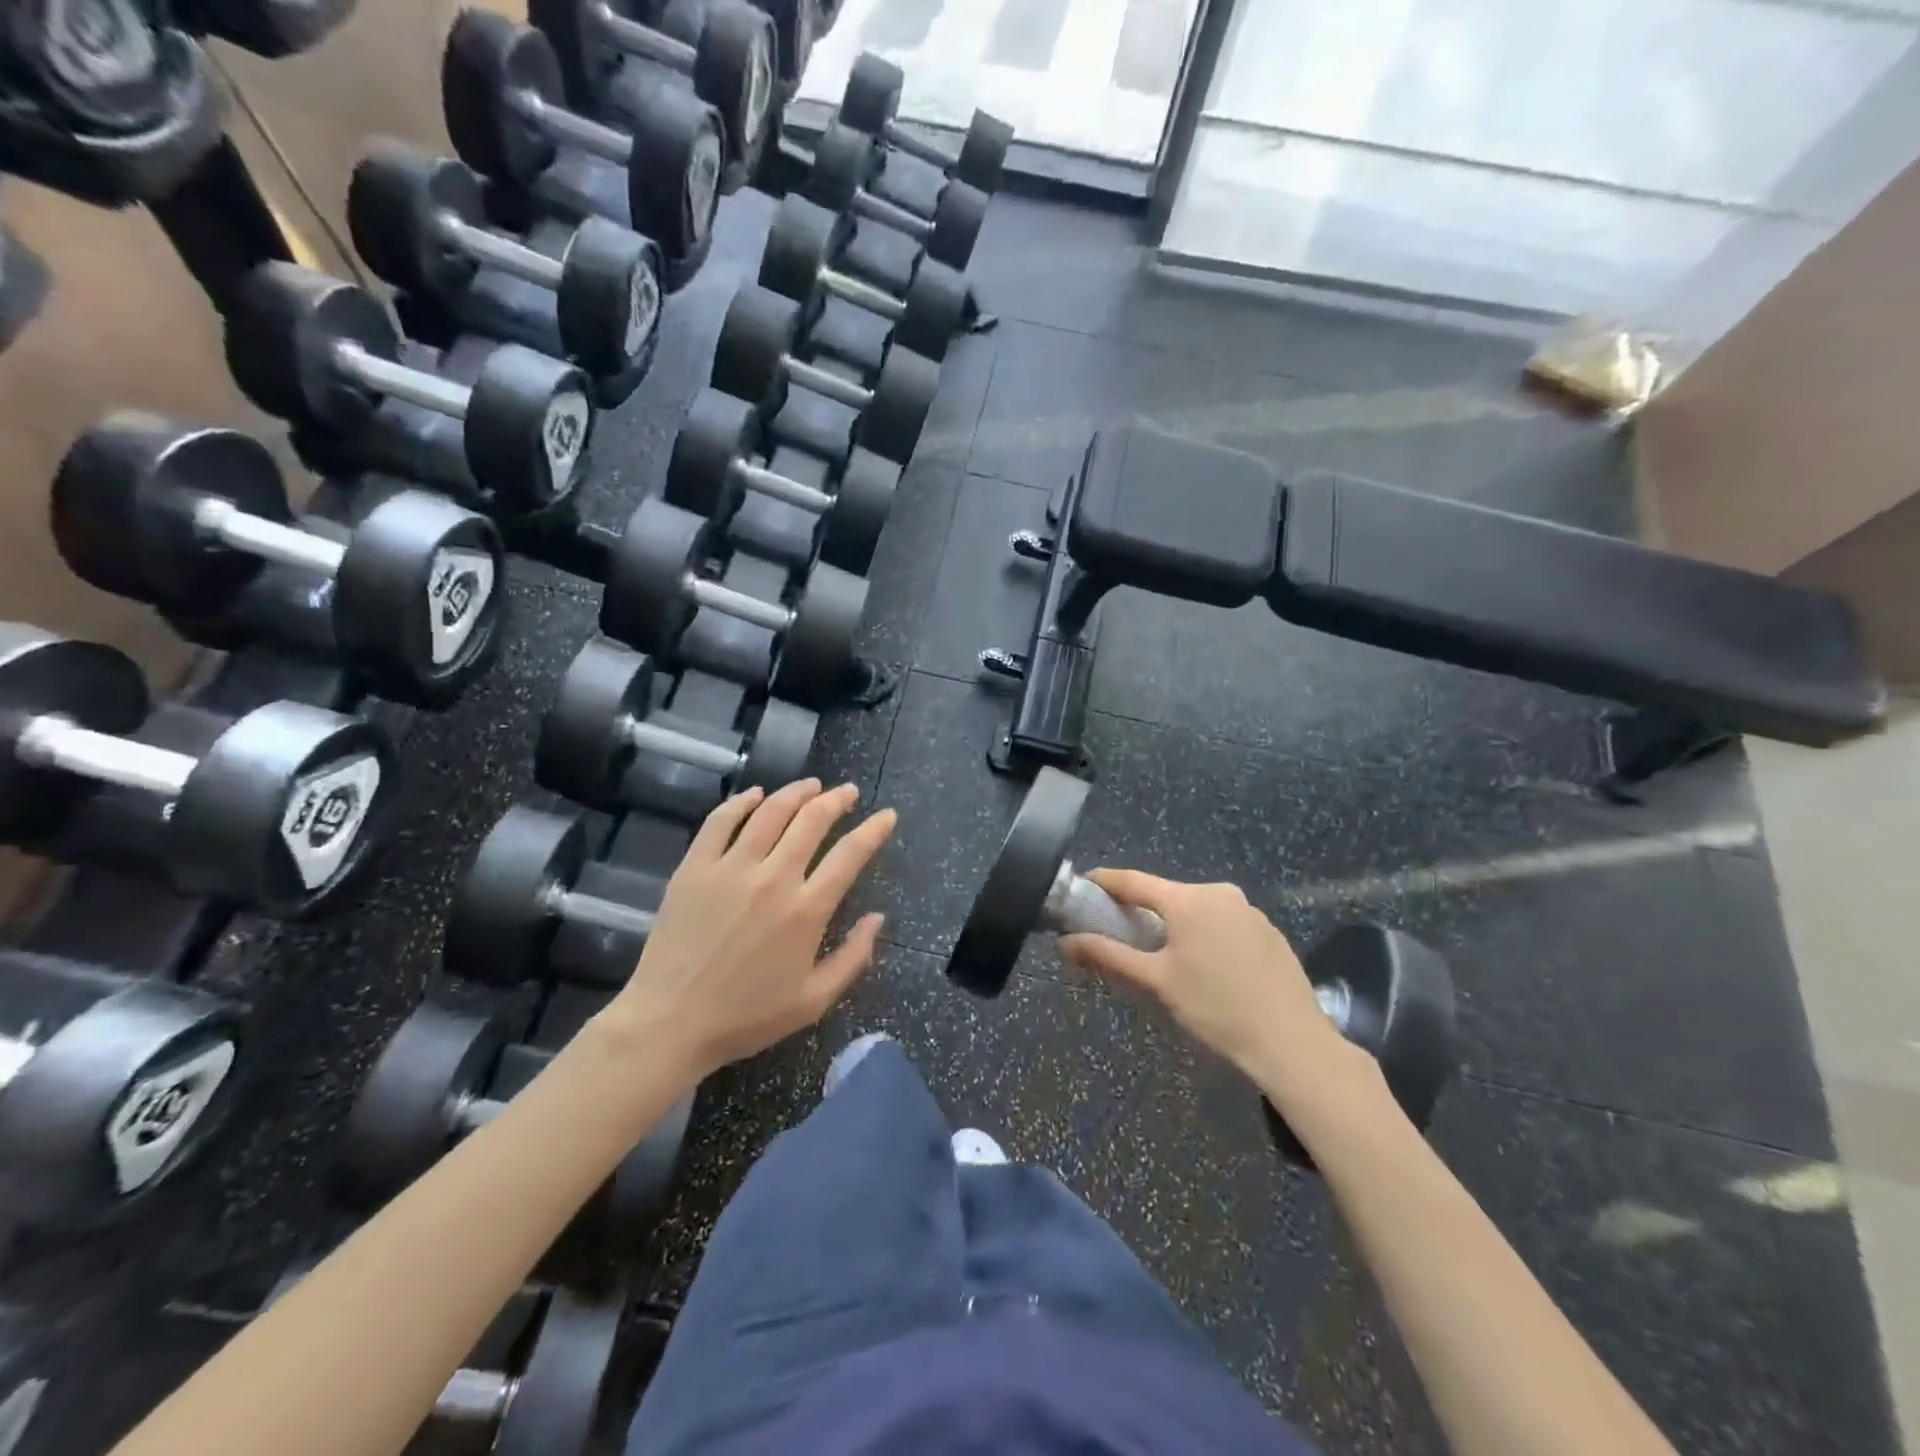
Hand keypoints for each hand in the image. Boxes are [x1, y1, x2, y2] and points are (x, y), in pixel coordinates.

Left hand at [605, 779, 895, 1082]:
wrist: (669, 1024)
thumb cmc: (746, 1017)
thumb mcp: (814, 1001)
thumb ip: (853, 957)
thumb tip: (878, 919)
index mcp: (806, 910)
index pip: (850, 855)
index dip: (874, 830)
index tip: (887, 815)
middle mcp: (773, 878)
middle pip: (812, 821)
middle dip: (836, 800)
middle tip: (847, 792)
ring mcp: (730, 868)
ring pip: (770, 812)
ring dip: (796, 792)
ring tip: (811, 785)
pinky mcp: (694, 868)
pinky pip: (720, 821)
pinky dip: (741, 801)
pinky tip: (755, 794)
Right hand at [1060, 871, 1361, 1094]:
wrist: (1292, 1043)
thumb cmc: (1215, 1008)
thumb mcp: (1156, 981)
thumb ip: (1109, 955)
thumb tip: (1065, 943)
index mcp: (1189, 899)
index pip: (1134, 880)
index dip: (1105, 882)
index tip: (1083, 885)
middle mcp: (1220, 893)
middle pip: (1167, 894)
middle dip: (1140, 909)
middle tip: (1118, 930)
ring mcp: (1249, 911)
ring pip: (1196, 909)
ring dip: (1174, 924)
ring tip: (1161, 954)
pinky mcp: (1269, 932)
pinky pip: (1223, 923)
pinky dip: (1204, 934)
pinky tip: (1205, 967)